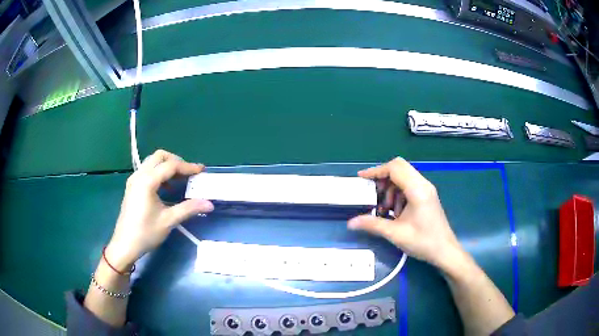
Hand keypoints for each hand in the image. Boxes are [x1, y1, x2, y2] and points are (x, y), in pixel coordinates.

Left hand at [105, 150, 213, 270]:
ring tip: (180, 180)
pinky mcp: (132, 186)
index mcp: (147, 181)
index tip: (201, 171)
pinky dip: (159, 173)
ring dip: (167, 166)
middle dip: (176, 161)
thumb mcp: (168, 221)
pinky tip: (167, 188)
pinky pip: (147, 171)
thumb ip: (189, 208)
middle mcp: (139, 175)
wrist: (124, 245)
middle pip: (159, 156)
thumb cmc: (145, 233)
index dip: (188, 167)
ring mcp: (134, 180)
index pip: (170, 166)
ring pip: (152, 162)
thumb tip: (209, 204)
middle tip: (189, 174)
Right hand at [348, 158, 464, 270]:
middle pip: (399, 168)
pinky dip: (398, 194)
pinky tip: (395, 212)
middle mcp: (423, 184)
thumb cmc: (423, 242)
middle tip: (373, 194)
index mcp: (417, 190)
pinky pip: (409, 186)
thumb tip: (351, 222)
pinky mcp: (427, 196)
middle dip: (383, 178)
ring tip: (385, 208)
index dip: (376, 170)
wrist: (445, 251)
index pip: (395, 168)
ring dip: (390, 188)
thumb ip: (372, 224)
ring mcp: (426, 189)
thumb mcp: (395, 234)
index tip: (362, 178)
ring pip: (404, 177)